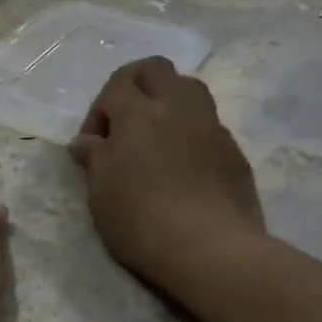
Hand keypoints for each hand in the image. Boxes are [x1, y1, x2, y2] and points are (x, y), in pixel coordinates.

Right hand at [68, 57, 264, 286]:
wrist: (211, 251)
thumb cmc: (141, 220)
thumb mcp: (100, 193)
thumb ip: (94, 158)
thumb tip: (86, 142)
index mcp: (139, 114)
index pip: (117, 83)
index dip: (99, 108)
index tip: (94, 144)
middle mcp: (178, 108)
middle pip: (156, 69)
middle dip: (135, 87)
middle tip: (123, 125)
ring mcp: (212, 128)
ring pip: (189, 89)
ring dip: (167, 104)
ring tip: (154, 142)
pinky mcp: (235, 153)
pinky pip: (208, 126)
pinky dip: (189, 134)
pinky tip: (182, 170)